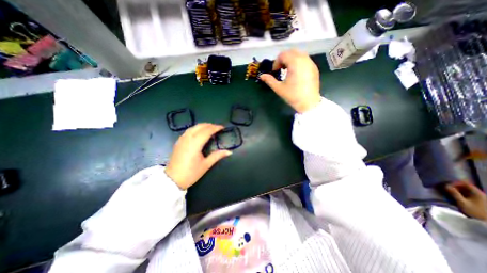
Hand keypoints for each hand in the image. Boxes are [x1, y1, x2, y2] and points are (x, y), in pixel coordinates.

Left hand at [166, 124, 231, 189]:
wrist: (172, 180)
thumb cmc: (190, 173)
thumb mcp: (206, 165)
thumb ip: (217, 156)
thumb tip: (229, 152)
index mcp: (195, 144)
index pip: (207, 131)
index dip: (215, 128)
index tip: (222, 127)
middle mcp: (188, 139)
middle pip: (199, 126)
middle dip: (210, 125)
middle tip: (218, 127)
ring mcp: (182, 139)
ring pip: (193, 127)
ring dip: (203, 125)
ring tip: (210, 128)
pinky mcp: (178, 142)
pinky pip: (188, 130)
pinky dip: (196, 128)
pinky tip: (199, 132)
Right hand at [261, 48, 321, 112]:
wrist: (309, 103)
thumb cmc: (293, 96)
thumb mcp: (279, 88)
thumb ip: (269, 80)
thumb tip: (261, 76)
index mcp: (295, 63)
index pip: (283, 55)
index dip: (276, 62)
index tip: (275, 71)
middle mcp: (304, 60)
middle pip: (291, 52)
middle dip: (284, 59)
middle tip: (280, 69)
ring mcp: (311, 63)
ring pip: (299, 54)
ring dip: (291, 59)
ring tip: (288, 71)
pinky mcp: (314, 68)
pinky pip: (305, 59)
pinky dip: (298, 62)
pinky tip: (296, 73)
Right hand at [444, 182, 486, 221]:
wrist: (486, 222)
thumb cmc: (475, 212)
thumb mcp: (462, 202)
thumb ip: (454, 193)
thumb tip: (446, 186)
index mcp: (478, 193)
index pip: (465, 183)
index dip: (455, 183)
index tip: (447, 185)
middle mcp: (481, 194)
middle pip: (467, 187)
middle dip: (456, 187)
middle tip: (447, 189)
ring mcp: (482, 199)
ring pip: (468, 191)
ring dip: (458, 191)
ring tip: (450, 193)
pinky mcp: (481, 202)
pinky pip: (470, 195)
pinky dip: (462, 195)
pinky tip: (458, 197)